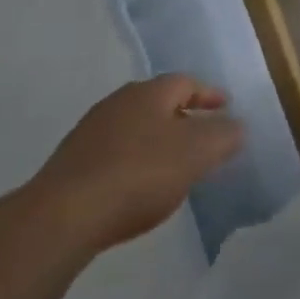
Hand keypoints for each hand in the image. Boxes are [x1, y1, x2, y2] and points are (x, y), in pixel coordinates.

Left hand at [27, 76, 243, 253]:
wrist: (62, 217)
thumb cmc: (139, 174)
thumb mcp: (198, 153)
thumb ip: (224, 136)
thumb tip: (237, 126)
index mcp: (149, 92)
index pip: (187, 82)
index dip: (209, 94)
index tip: (226, 107)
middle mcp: (118, 103)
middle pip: (158, 103)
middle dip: (182, 116)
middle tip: (202, 135)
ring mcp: (89, 133)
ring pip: (134, 129)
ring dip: (156, 141)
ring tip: (173, 165)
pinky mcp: (70, 165)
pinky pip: (114, 155)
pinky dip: (133, 163)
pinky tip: (138, 188)